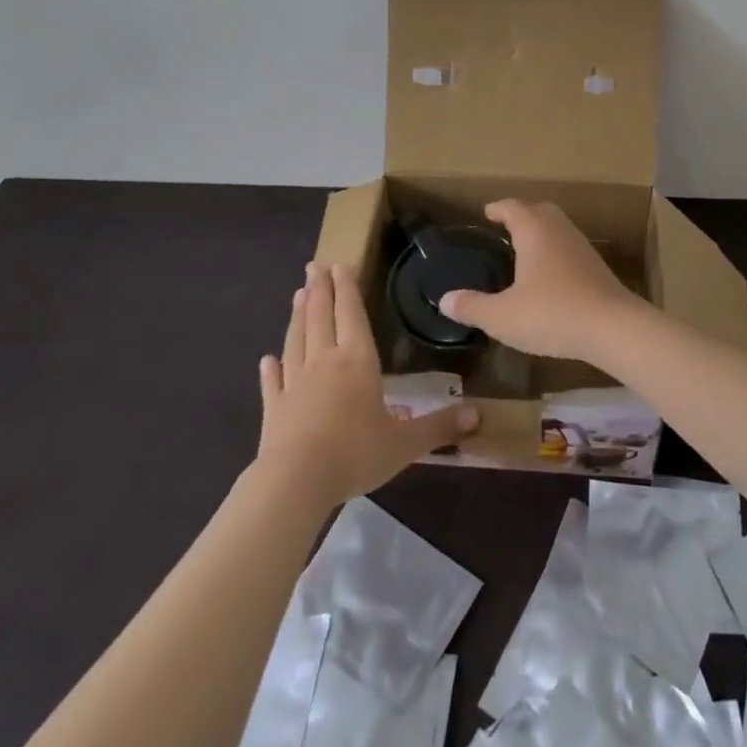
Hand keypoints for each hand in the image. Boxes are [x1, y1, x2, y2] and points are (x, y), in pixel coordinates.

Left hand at [256, 263, 476, 507]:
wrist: (296, 481)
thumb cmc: (355, 453)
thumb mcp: (405, 443)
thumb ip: (439, 426)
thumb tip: (478, 416)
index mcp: (357, 360)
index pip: (352, 314)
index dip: (347, 288)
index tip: (339, 264)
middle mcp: (325, 361)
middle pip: (321, 317)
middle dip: (320, 289)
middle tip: (313, 265)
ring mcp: (295, 383)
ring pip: (297, 340)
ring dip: (298, 316)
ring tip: (298, 295)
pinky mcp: (273, 408)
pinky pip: (273, 381)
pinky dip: (271, 368)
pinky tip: (267, 359)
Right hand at [437, 200, 647, 364]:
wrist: (612, 327)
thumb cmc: (552, 313)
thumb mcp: (503, 317)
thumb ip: (473, 306)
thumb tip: (445, 299)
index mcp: (534, 230)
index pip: (512, 207)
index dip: (498, 209)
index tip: (487, 213)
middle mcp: (559, 230)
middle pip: (539, 210)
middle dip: (521, 215)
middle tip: (505, 228)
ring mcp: (581, 246)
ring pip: (557, 228)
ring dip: (541, 233)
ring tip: (524, 251)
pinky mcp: (597, 266)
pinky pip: (569, 247)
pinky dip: (555, 251)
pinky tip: (549, 274)